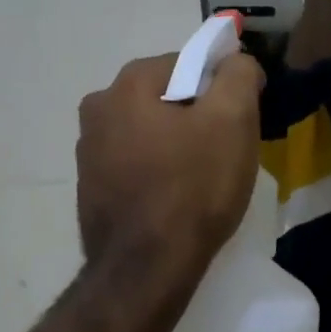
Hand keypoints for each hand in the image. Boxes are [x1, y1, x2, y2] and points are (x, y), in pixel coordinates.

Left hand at [76, 52, 264, 278]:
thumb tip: (236, 61)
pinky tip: (175, 200)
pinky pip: (134, 167)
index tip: (242, 120)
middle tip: (225, 151)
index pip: (188, 64)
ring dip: (175, 146)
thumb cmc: (193, 189)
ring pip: (148, 134)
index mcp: (127, 85)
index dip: (222, 88)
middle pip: (165, 99)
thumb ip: (238, 76)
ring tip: (202, 180)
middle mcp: (97, 110)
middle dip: (197, 117)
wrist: (146, 269)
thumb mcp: (233, 122)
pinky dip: (156, 173)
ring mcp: (88, 153)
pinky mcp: (90, 190)